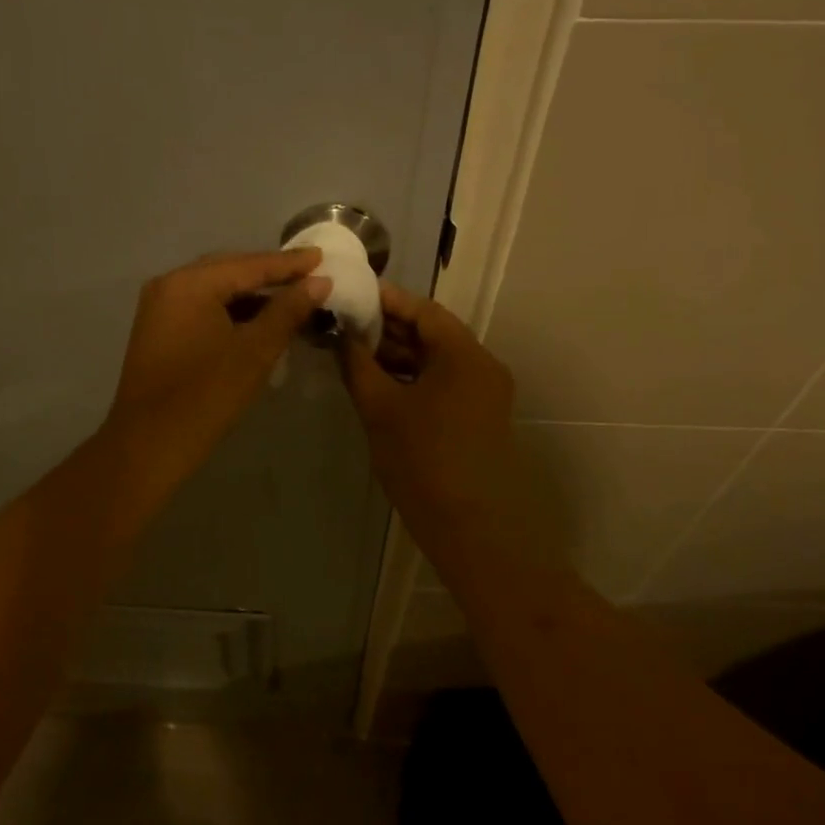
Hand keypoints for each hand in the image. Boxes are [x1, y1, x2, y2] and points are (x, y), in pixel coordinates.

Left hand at [105, 248, 327, 481]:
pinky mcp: (158, 330)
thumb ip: (287, 311)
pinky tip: (257, 320)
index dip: (289, 264)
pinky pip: (201, 307)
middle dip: (270, 274)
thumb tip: (319, 282)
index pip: (249, 264)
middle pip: (229, 270)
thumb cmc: (206, 396)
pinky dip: (230, 310)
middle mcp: (170, 284)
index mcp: (190, 283)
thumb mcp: (255, 352)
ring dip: (251, 294)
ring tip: (291, 297)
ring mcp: (159, 307)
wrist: (149, 445)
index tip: (323, 257)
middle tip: (310, 275)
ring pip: (214, 290)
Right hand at [338, 283, 518, 527]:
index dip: (386, 301)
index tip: (351, 296)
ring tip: (353, 355)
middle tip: (344, 327)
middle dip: (388, 330)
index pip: (423, 311)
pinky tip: (377, 385)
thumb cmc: (423, 461)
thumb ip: (358, 366)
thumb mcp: (381, 409)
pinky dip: (411, 380)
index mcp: (464, 354)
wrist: (471, 527)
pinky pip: (441, 385)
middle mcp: (481, 366)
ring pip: (435, 362)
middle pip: (431, 334)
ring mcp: (483, 394)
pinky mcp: (477, 418)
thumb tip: (341, 336)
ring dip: (398, 357)